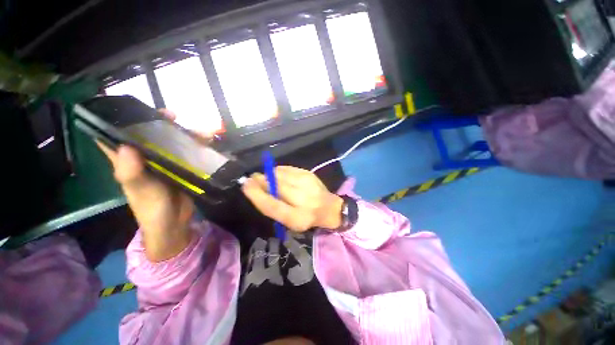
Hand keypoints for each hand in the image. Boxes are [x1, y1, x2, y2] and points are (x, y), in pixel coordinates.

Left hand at [97, 109, 200, 261]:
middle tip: (174, 115)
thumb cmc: (151, 208)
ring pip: (172, 142)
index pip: (116, 134)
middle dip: (160, 122)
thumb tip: (126, 145)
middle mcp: (145, 157)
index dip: (120, 119)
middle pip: (149, 134)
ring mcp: (165, 162)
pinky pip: (188, 152)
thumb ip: (131, 171)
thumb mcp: (139, 190)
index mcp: (127, 160)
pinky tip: (208, 141)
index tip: (134, 107)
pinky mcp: (181, 167)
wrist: (174, 223)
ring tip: (200, 131)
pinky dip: (197, 145)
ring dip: (185, 134)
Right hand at [241, 166, 343, 231]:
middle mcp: (303, 199)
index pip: (271, 205)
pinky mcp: (308, 173)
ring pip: (279, 174)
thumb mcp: (289, 220)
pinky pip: (286, 168)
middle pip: (275, 185)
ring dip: (269, 175)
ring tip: (267, 179)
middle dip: (260, 180)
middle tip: (252, 179)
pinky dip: (278, 171)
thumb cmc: (306, 217)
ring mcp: (307, 183)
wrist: (329, 207)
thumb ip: (273, 207)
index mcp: (296, 217)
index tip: (245, 185)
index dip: (255, 194)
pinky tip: (279, 176)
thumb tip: (256, 189)